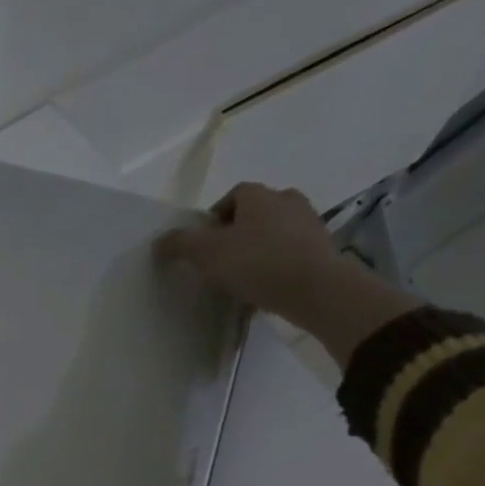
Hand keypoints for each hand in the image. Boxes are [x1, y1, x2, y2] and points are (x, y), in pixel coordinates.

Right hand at [153, 183, 350, 322]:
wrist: (316, 290)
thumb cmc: (256, 262)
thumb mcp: (205, 253)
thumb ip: (179, 244)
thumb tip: (160, 241)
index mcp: (259, 195)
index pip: (232, 196)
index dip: (215, 217)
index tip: (205, 243)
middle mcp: (288, 201)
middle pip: (256, 212)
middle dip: (239, 231)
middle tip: (223, 258)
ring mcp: (311, 224)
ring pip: (276, 231)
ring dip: (261, 246)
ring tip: (245, 274)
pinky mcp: (325, 250)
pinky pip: (293, 252)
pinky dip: (279, 263)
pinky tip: (268, 285)